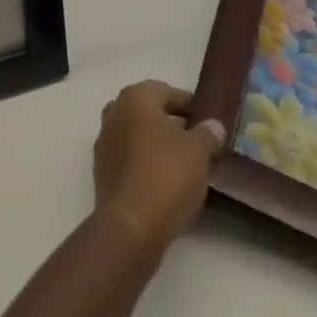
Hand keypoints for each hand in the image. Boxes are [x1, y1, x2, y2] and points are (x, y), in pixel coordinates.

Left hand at [91, 81, 226, 252]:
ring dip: (157, 144)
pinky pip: (129, 157)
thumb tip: (213, 124)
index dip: (188, 104)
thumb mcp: (197, 152)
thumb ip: (207, 134)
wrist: (130, 226)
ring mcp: (105, 141)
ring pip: (137, 134)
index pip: (165, 91)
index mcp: (135, 97)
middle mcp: (115, 111)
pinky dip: (144, 163)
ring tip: (183, 163)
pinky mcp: (102, 170)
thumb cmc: (166, 176)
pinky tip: (163, 181)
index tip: (206, 119)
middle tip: (197, 141)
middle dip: (171, 123)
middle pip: (148, 111)